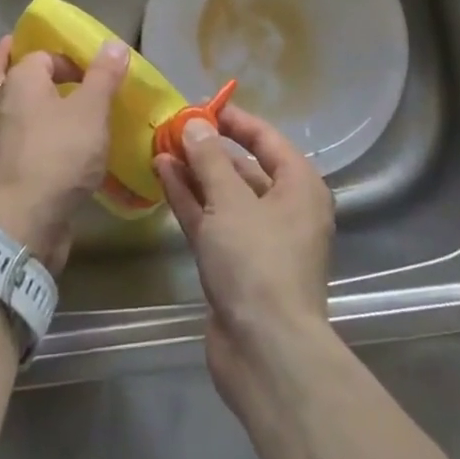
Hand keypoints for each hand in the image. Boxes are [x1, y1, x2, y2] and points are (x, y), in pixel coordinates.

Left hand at [0, 35, 128, 273]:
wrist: (22, 225)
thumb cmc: (58, 156)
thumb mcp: (91, 111)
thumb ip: (103, 76)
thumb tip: (113, 43)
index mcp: (20, 81)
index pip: (40, 55)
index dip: (66, 60)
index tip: (92, 75)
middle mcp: (1, 104)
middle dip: (12, 64)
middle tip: (36, 63)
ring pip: (4, 109)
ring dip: (21, 102)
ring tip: (51, 102)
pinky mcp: (3, 171)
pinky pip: (15, 141)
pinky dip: (29, 135)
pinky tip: (55, 144)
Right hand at [154, 106, 335, 407]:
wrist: (266, 353)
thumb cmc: (258, 263)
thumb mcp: (231, 202)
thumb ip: (210, 159)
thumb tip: (195, 124)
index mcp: (299, 186)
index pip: (266, 138)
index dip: (234, 120)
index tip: (201, 105)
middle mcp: (284, 208)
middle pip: (244, 166)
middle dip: (209, 147)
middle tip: (174, 127)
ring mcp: (259, 239)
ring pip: (224, 195)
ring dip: (194, 172)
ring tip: (161, 147)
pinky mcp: (235, 265)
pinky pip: (212, 220)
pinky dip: (190, 199)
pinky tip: (162, 175)